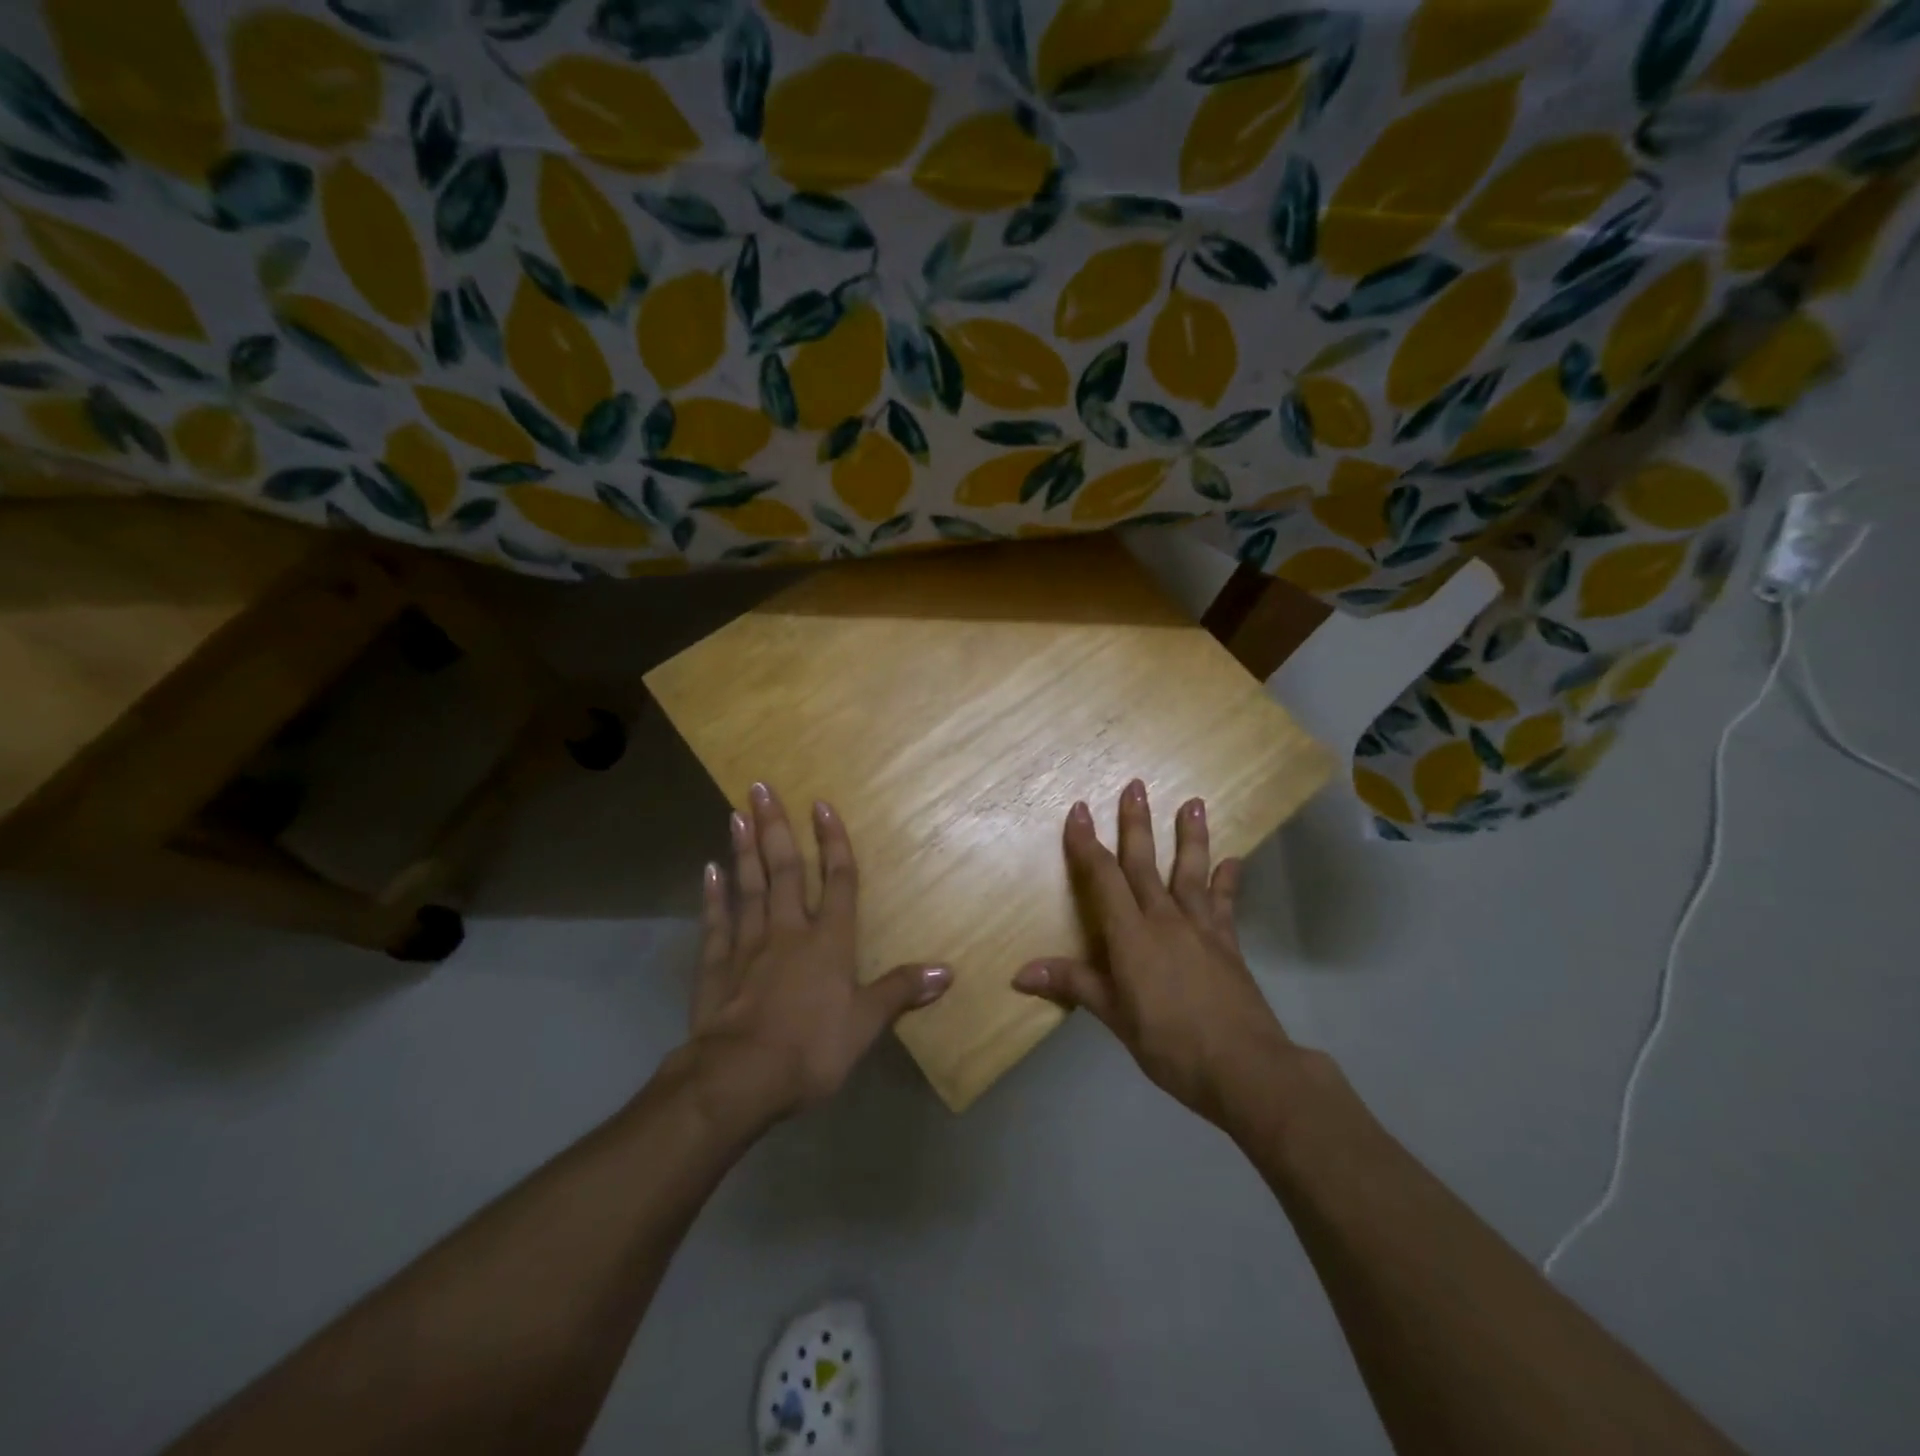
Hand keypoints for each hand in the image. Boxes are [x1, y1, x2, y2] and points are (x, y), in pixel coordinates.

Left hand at [688, 783, 950, 1124]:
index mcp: (829, 942)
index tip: (822, 804)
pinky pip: (716, 922)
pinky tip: (709, 870)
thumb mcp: (866, 1025)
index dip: (833, 842)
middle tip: (761, 787)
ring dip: (745, 849)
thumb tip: (948, 971)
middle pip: (785, 870)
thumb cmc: (811, 1049)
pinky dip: (713, 895)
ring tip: (738, 814)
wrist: (740, 1078)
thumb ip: (901, 991)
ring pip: (748, 886)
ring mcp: (748, 945)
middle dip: (776, 827)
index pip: (837, 880)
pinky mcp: (716, 966)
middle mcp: (788, 932)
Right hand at [1012, 781, 1290, 1126]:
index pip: (1103, 878)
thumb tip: (1019, 973)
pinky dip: (1228, 881)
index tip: (1079, 809)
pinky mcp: (1228, 945)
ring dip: (1190, 836)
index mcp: (1132, 935)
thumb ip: (1073, 985)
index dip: (1087, 843)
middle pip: (1145, 863)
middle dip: (1136, 823)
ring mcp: (1201, 929)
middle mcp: (1165, 920)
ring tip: (1194, 802)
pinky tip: (1233, 861)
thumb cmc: (1170, 1044)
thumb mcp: (1114, 1017)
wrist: (1245, 1068)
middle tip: (1135, 785)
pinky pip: (1225, 905)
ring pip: (1191, 872)